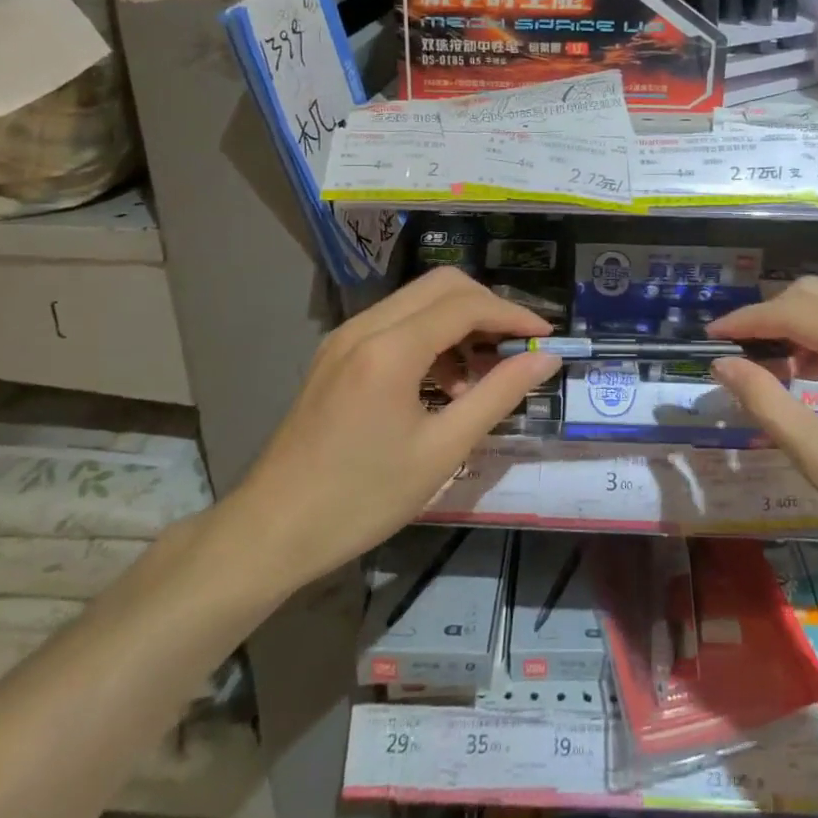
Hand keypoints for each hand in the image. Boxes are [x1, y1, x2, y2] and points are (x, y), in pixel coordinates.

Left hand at [218, 268, 560, 594]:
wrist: (270, 531)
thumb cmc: (361, 498)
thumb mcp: (441, 451)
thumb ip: (498, 396)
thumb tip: (546, 359)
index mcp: (389, 349)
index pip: (465, 305)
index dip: (512, 315)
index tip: (546, 338)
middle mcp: (364, 327)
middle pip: (441, 286)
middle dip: (487, 307)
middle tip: (517, 347)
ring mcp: (344, 338)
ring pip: (417, 301)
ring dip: (458, 322)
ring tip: (483, 373)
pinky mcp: (335, 355)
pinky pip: (394, 324)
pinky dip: (430, 337)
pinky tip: (443, 383)